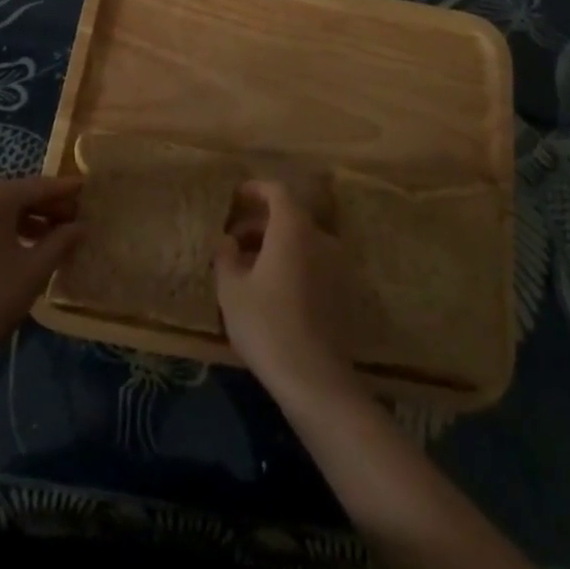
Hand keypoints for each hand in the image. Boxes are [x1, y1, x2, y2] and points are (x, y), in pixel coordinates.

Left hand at [0, 176, 83, 377]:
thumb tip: (81, 226)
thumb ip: (61, 241)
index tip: (87, 189)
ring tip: (48, 237)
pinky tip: (15, 247)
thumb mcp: (34, 271)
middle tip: (72, 219)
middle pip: (14, 195)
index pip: (38, 186)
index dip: (65, 190)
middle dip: (44, 207)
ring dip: (22, 220)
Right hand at [215, 180, 358, 406]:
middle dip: (260, 222)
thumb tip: (228, 241)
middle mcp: (320, 239)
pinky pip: (313, 262)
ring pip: (302, 241)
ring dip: (275, 245)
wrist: (315, 378)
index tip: (236, 197)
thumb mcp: (231, 290)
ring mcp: (337, 265)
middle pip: (290, 217)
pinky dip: (292, 263)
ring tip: (247, 266)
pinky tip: (271, 288)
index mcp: (293, 229)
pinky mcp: (343, 291)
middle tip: (233, 240)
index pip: (278, 192)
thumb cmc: (266, 324)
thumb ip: (226, 257)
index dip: (256, 190)